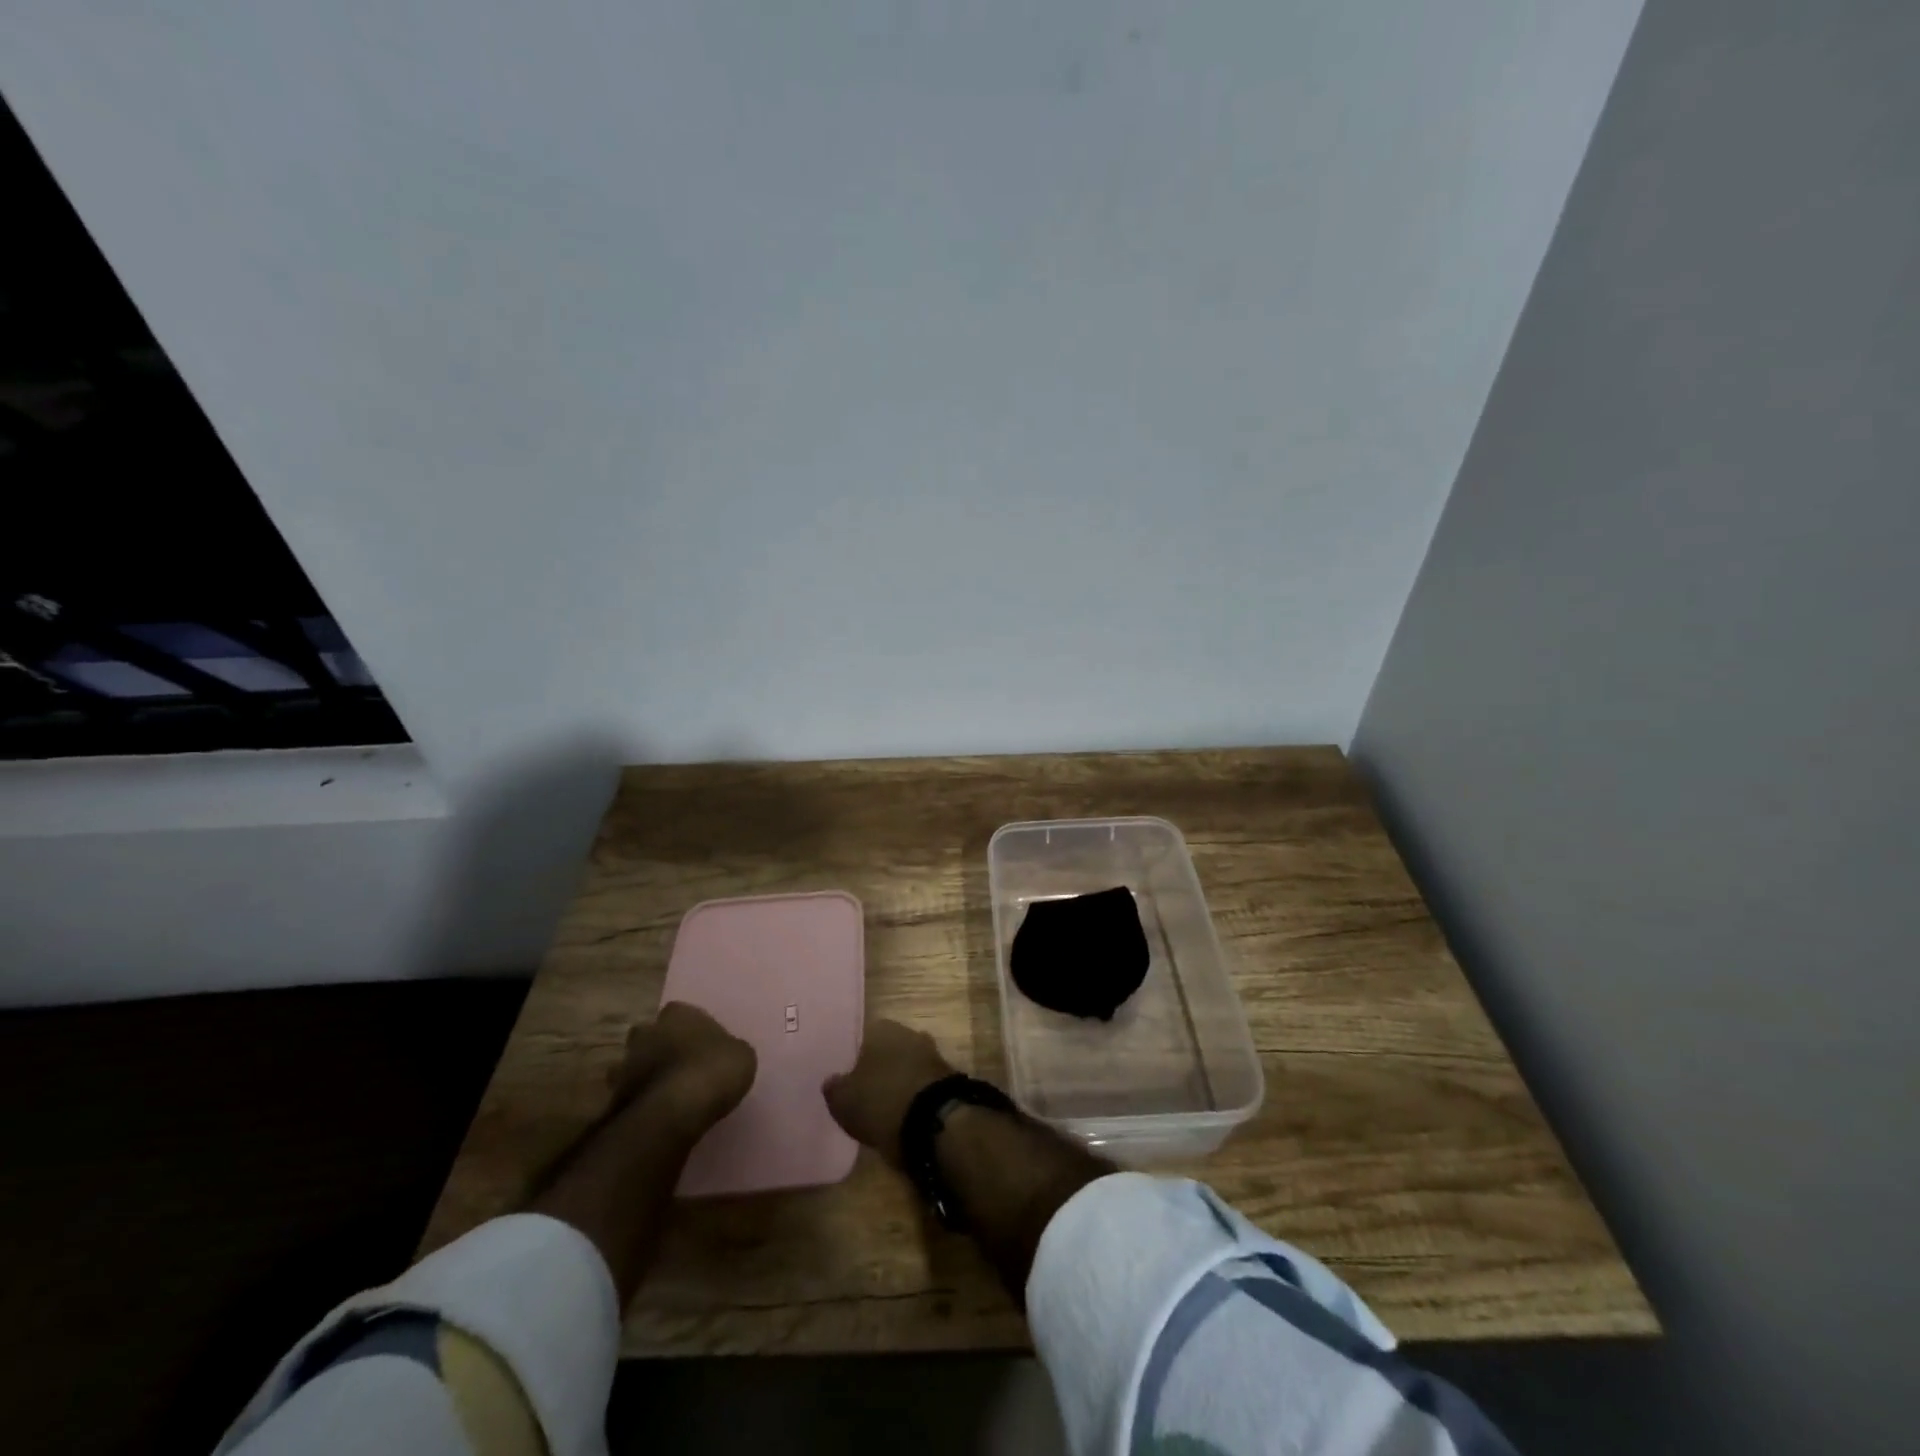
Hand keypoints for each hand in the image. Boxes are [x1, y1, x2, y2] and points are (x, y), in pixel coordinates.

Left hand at [615, 1001, 756, 1136]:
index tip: (700, 1043)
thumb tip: (722, 1054)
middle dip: (658, 1047)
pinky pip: (628, 1097)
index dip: (689, 1028)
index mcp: (677, 1014)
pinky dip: (638, 1103)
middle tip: (678, 1065)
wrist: (675, 1112)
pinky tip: (655, 1115)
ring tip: (664, 1094)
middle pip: (649, 1035)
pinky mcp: (614, 1099)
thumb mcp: (741, 1054)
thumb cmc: (713, 1070)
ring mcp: (626, 1065)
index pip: (679, 1011)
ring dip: (644, 1075)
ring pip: (632, 1065)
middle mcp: (647, 1032)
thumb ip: (726, 1049)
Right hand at [823, 1019, 957, 1165]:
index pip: (863, 1038)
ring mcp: (932, 1054)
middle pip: (889, 1050)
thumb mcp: (843, 1101)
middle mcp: (909, 1033)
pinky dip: (915, 1096)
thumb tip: (832, 1081)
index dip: (855, 1060)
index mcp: (881, 1029)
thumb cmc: (881, 1101)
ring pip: (908, 1066)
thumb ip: (835, 1088)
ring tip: (886, 1109)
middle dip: (880, 1068)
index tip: (849, 1080)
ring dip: (900, 1082)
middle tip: (867, 1094)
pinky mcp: (948, 1078)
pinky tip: (906, 1115)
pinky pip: (923, 1085)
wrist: (935, 1122)